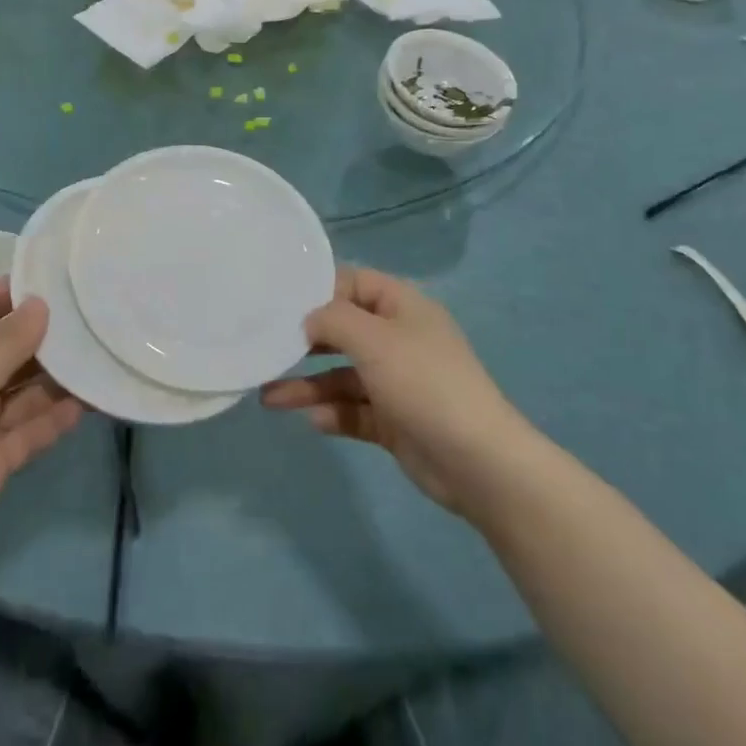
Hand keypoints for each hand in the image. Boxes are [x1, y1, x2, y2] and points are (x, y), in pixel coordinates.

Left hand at [0, 280, 82, 577]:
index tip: (61, 275)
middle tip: (96, 317)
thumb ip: (10, 339)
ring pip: (25, 389)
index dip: (17, 289)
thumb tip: (40, 302)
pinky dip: (56, 417)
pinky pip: (31, 428)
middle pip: (10, 348)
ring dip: (58, 378)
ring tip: (101, 357)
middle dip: (47, 335)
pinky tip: (90, 403)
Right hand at [261, 267, 519, 515]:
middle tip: (266, 348)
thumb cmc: (423, 383)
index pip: (354, 283)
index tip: (280, 302)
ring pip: (342, 376)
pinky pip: (355, 410)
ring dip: (308, 385)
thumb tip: (308, 319)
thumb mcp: (373, 339)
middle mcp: (399, 339)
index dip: (319, 289)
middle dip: (305, 342)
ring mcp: (397, 382)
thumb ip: (332, 319)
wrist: (478, 463)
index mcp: (402, 307)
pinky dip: (334, 413)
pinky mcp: (395, 421)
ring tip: (268, 398)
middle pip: (343, 331)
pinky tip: (314, 421)